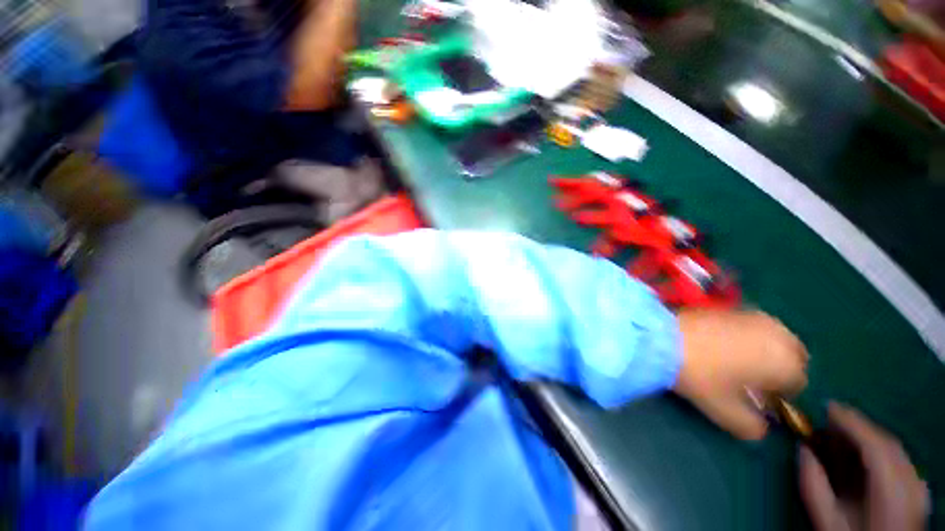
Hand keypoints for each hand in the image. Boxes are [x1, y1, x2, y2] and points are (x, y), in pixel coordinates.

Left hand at [673, 309, 807, 439]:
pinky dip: (749, 335)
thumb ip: (752, 427)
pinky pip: (752, 324)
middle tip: (751, 378)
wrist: (663, 338)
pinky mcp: (731, 306)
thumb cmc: (700, 376)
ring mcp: (753, 315)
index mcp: (785, 361)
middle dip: (780, 368)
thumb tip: (761, 428)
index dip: (779, 393)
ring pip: (775, 337)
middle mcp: (778, 333)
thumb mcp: (726, 412)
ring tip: (737, 360)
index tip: (757, 397)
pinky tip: (722, 343)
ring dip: (766, 350)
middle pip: (793, 355)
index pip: (798, 382)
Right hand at [799, 403, 929, 530]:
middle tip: (830, 417)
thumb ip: (813, 486)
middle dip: (859, 426)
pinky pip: (900, 459)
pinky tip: (865, 453)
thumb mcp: (828, 521)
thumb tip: (802, 448)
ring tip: (843, 432)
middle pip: (886, 443)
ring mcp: (919, 486)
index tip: (827, 405)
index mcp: (891, 489)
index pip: (874, 444)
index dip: (851, 421)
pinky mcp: (919, 491)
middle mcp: (911, 482)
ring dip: (868, 436)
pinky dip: (880, 449)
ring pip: (895, 449)